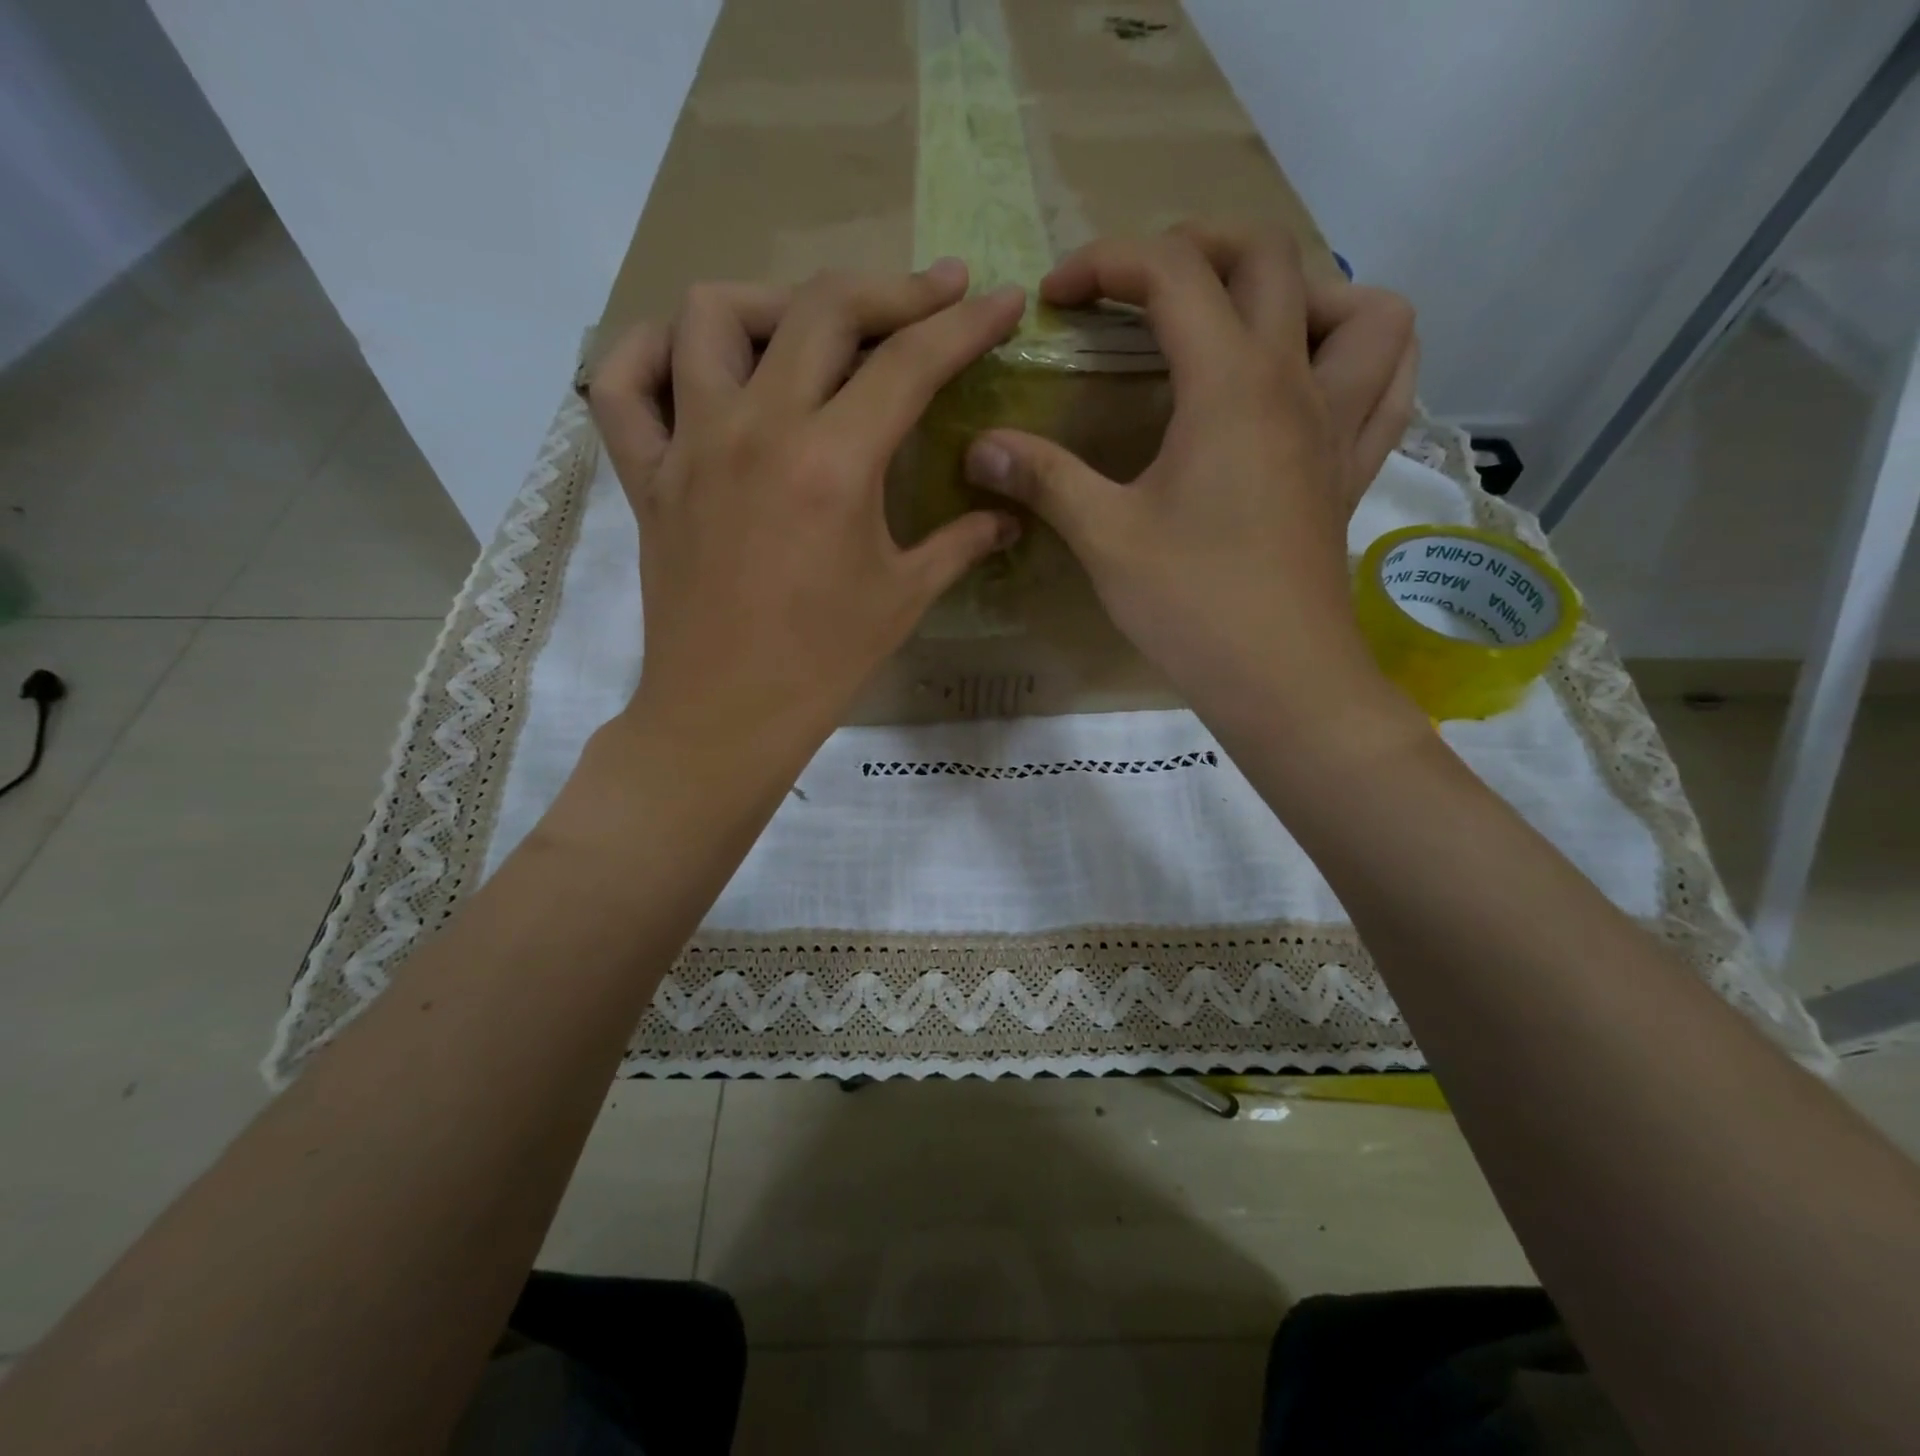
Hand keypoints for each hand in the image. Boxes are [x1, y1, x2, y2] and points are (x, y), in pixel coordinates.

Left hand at [588, 262, 1026, 758]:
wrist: (728, 714)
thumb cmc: (825, 662)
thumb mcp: (905, 596)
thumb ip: (962, 542)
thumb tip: (1009, 515)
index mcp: (833, 464)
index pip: (910, 362)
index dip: (967, 323)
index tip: (1002, 300)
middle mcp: (757, 430)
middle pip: (822, 308)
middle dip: (890, 289)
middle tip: (929, 301)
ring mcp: (691, 445)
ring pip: (712, 315)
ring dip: (772, 303)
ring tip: (808, 333)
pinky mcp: (647, 474)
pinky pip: (623, 384)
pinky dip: (652, 353)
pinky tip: (695, 364)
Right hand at [962, 224, 1417, 739]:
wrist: (1278, 678)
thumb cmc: (1191, 604)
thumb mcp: (1105, 537)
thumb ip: (1044, 479)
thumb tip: (979, 448)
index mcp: (1230, 385)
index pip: (1172, 274)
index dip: (1105, 264)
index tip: (1054, 299)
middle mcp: (1294, 383)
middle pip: (1269, 257)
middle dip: (1197, 246)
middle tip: (1141, 289)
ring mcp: (1337, 425)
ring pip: (1361, 308)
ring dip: (1304, 290)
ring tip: (1246, 324)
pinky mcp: (1351, 470)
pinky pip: (1389, 381)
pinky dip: (1361, 354)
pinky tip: (1318, 376)